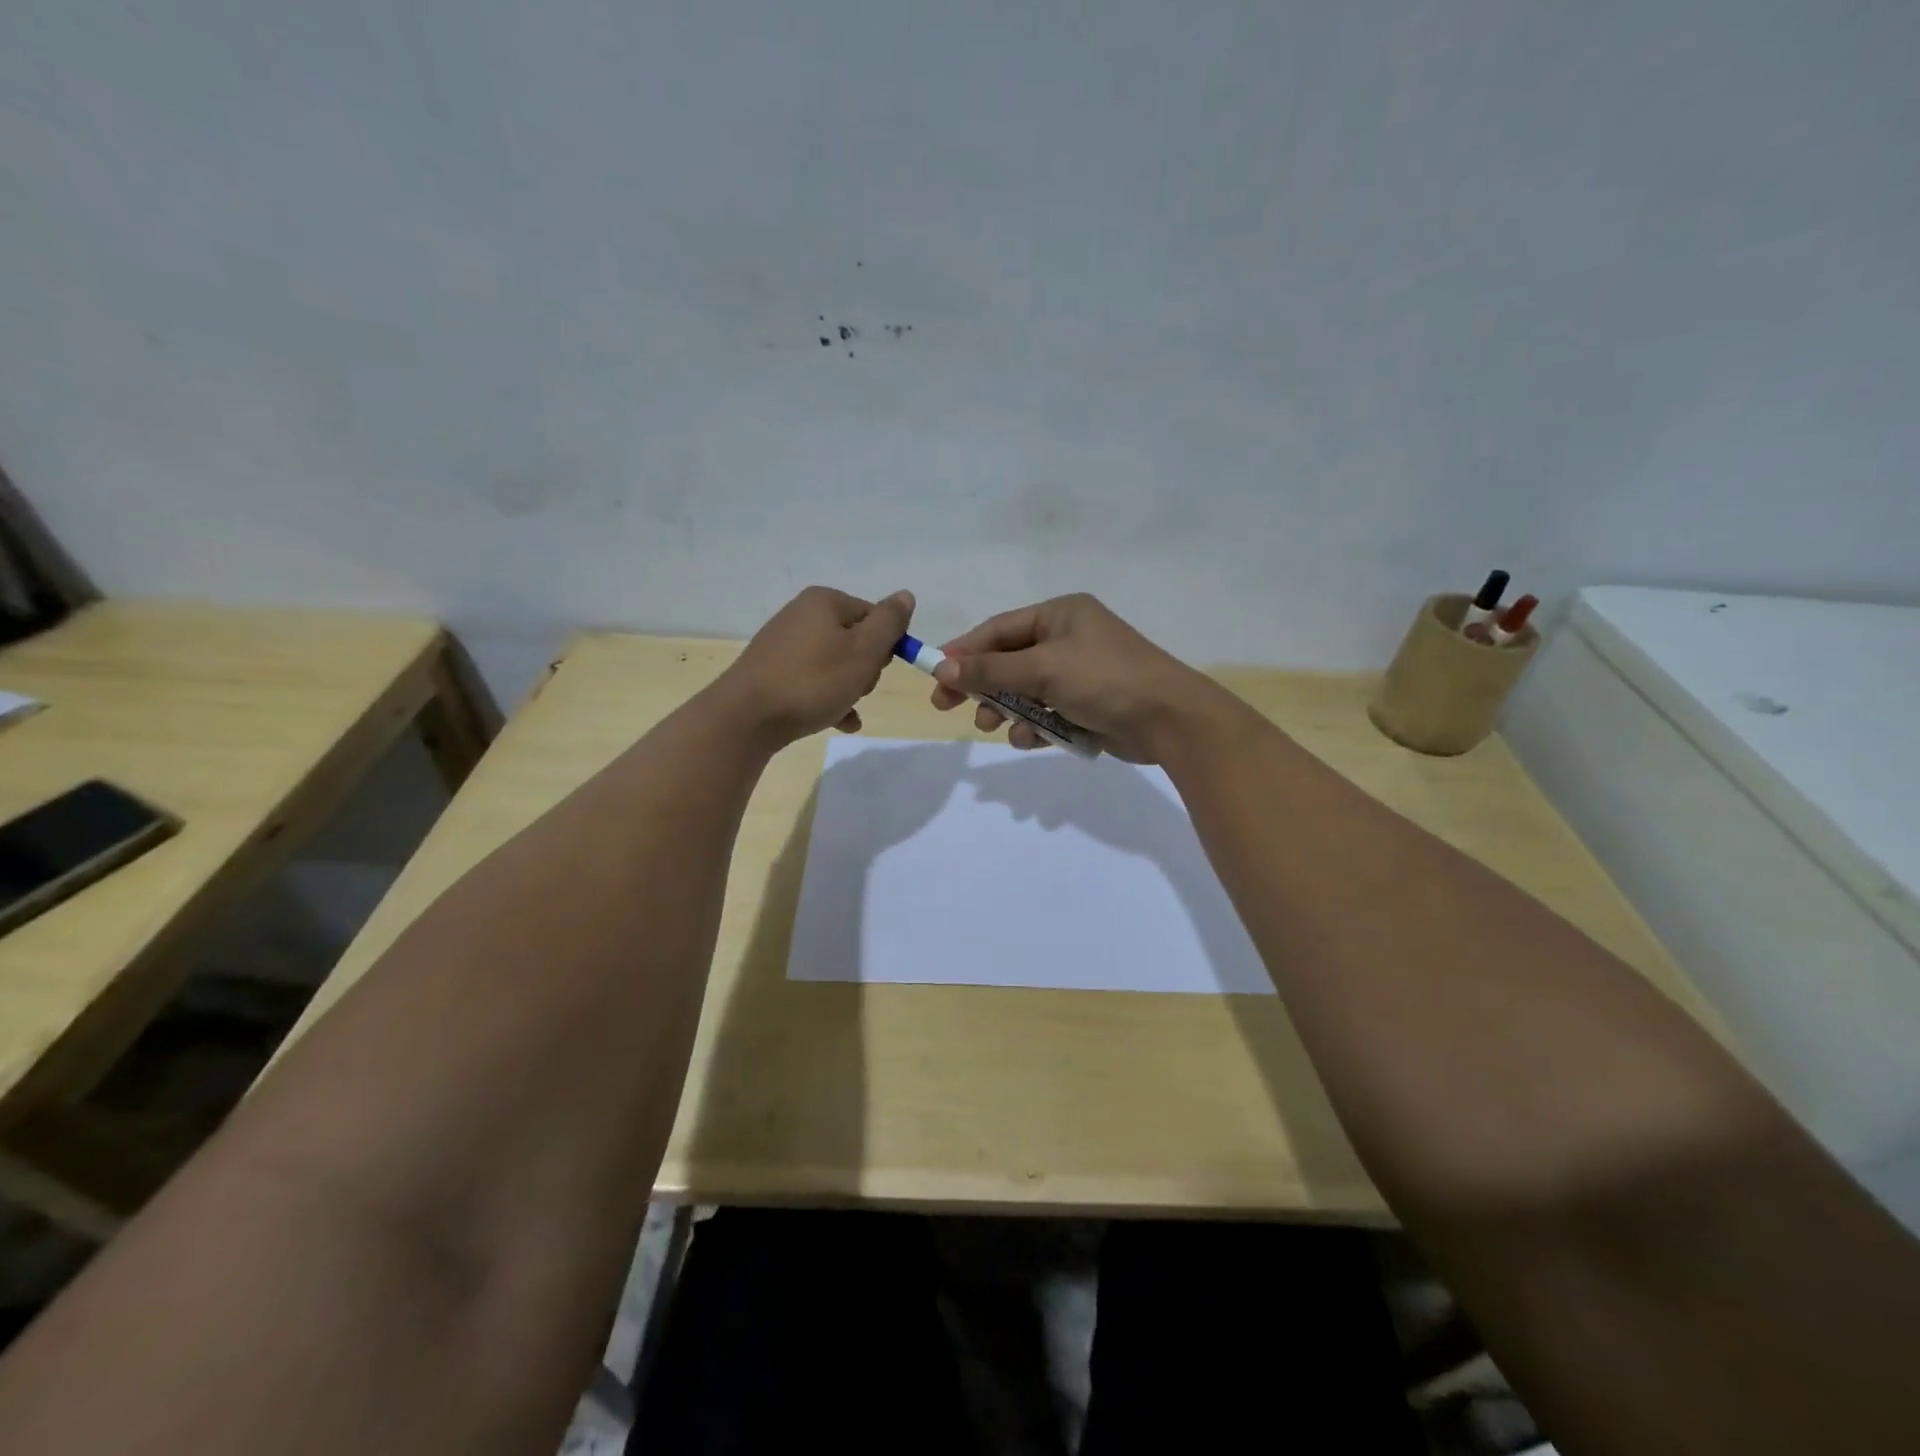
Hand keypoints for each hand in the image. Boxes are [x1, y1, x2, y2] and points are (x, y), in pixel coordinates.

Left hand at [714, 586, 913, 749]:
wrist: (747, 718)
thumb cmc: (813, 681)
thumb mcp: (863, 650)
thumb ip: (889, 623)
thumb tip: (905, 596)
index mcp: (824, 601)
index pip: (874, 616)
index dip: (886, 644)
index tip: (878, 668)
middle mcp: (802, 615)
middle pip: (854, 639)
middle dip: (865, 668)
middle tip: (857, 688)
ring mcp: (784, 645)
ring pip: (835, 664)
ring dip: (849, 688)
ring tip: (843, 708)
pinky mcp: (773, 673)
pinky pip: (814, 683)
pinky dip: (829, 700)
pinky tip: (839, 722)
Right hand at [928, 593, 1230, 763]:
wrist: (1169, 719)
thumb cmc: (1104, 679)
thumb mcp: (1042, 669)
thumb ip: (990, 669)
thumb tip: (941, 667)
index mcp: (1060, 614)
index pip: (998, 629)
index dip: (964, 651)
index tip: (934, 673)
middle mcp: (1068, 638)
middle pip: (1008, 660)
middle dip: (981, 685)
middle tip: (947, 707)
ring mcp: (1079, 673)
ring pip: (1024, 690)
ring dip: (1006, 709)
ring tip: (992, 726)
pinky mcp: (1087, 705)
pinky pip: (1046, 712)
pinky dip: (1034, 725)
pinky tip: (1030, 738)